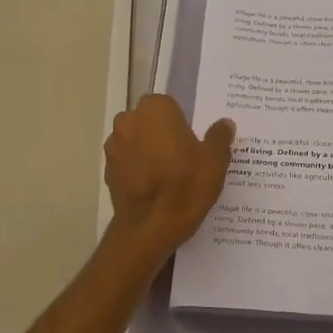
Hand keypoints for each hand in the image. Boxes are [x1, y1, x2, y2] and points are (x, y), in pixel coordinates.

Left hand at [104, 94, 234, 260]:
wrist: (150, 227)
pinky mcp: (107, 170)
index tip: (192, 143)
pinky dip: (137, 169)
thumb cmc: (186, 186)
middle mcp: (128, 120)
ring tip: (167, 176)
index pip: (170, 105)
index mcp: (156, 109)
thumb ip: (219, 137)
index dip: (181, 123)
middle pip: (149, 121)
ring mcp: (114, 145)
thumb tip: (224, 124)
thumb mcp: (215, 162)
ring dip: (147, 151)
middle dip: (162, 134)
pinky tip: (153, 188)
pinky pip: (127, 162)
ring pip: (136, 141)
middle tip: (183, 158)